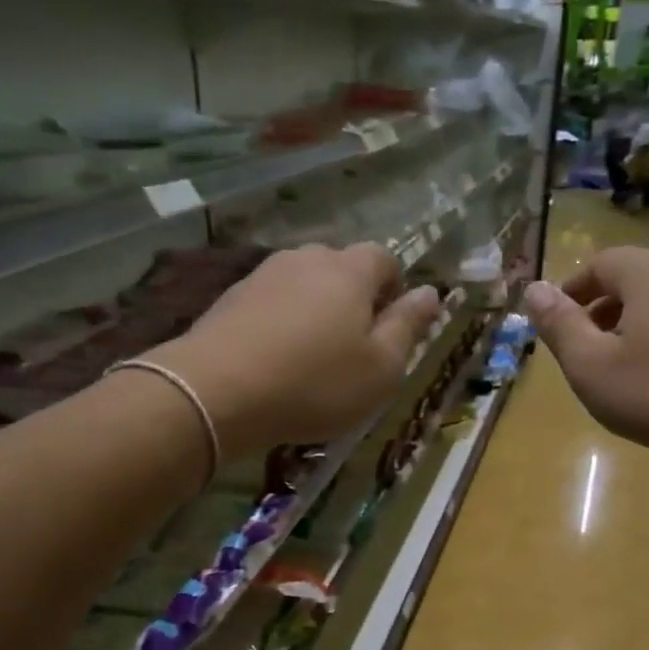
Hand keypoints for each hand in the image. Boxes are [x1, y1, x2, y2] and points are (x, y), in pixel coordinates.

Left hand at [153, 243, 441, 454]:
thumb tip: (431, 292)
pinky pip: (271, 302)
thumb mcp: (381, 368)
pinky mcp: (231, 296)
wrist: (217, 391)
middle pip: (342, 267)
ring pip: (304, 284)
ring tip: (311, 356)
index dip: (394, 289)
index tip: (389, 328)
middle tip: (352, 347)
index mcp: (351, 271)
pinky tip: (275, 358)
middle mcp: (307, 259)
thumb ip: (408, 326)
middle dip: (354, 299)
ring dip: (315, 310)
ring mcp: (264, 274)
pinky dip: (281, 322)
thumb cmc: (315, 383)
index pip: (384, 259)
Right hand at [522, 247, 648, 459]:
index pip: (598, 265)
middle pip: (632, 279)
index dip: (572, 293)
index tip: (557, 326)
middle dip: (602, 310)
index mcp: (645, 272)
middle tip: (585, 351)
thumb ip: (559, 326)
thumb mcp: (592, 366)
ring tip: (622, 367)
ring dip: (634, 325)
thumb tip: (532, 289)